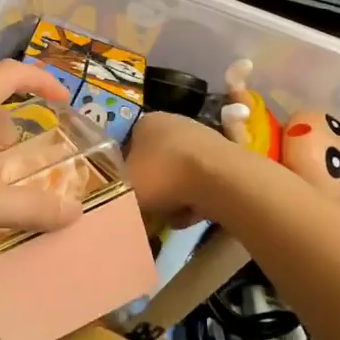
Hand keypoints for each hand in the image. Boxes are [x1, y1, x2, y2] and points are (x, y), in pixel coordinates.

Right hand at [122, 111, 235, 227]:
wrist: (218, 180)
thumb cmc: (162, 175)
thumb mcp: (123, 184)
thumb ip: (115, 187)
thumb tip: (118, 193)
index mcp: (146, 122)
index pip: (128, 146)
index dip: (125, 172)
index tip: (126, 194)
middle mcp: (174, 123)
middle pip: (155, 162)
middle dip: (153, 187)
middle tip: (148, 209)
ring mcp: (203, 139)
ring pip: (178, 176)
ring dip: (174, 198)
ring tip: (172, 217)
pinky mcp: (224, 159)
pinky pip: (200, 184)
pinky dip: (195, 200)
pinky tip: (193, 214)